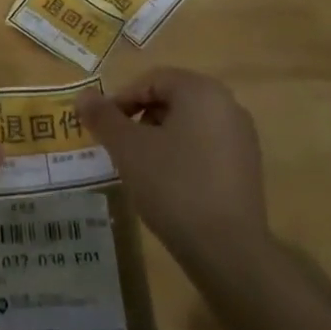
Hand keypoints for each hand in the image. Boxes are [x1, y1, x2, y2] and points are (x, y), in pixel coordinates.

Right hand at [76, 69, 268, 267]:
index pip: (152, 80)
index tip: (104, 128)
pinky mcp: (248, 167)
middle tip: (121, 147)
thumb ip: (103, 117)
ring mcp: (242, 137)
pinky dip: (183, 155)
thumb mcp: (128, 148)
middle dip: (141, 119)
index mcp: (201, 91)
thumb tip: (82, 96)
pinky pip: (206, 146)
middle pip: (172, 99)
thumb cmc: (173, 185)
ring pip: (189, 124)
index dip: (122, 100)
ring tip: (142, 168)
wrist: (227, 249)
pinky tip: (170, 185)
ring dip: (160, 137)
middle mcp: (227, 104)